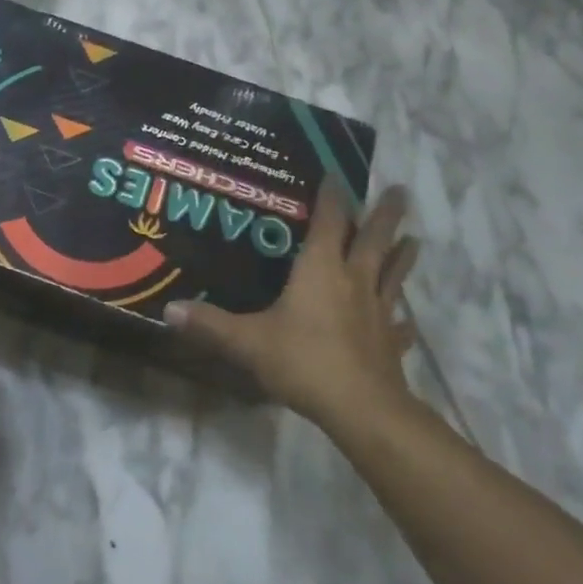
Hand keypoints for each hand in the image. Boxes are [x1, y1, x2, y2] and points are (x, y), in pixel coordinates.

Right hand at [166, 184, 419, 434]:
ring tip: (414, 239)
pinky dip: (403, 320)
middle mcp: (354, 281)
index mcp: (321, 269)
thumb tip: (168, 309)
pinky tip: (407, 322)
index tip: (335, 174)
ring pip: (393, 274)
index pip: (330, 221)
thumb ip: (210, 324)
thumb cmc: (303, 361)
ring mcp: (377, 311)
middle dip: (385, 215)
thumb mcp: (248, 342)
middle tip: (399, 191)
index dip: (332, 196)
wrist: (361, 408)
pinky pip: (399, 325)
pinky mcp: (389, 343)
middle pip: (374, 239)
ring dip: (402, 255)